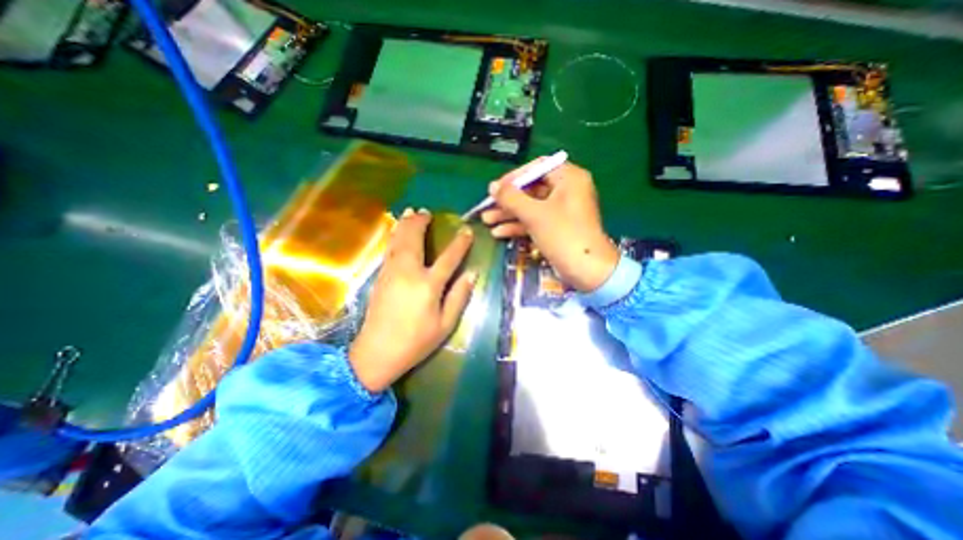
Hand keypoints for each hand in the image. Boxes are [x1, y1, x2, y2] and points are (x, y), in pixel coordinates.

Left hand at [350, 209, 477, 391]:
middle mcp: (409, 272)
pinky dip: (394, 236)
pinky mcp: (380, 277)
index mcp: (428, 285)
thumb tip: (472, 274)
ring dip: (405, 224)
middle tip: (426, 212)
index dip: (460, 243)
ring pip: (398, 240)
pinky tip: (396, 232)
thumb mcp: (445, 324)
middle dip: (421, 223)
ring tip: (410, 212)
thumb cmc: (416, 341)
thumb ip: (459, 297)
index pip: (449, 258)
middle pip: (415, 240)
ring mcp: (391, 272)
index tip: (467, 231)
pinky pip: (389, 249)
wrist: (376, 353)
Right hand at [480, 159, 615, 293]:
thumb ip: (511, 198)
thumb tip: (492, 186)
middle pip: (531, 189)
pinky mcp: (558, 228)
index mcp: (569, 178)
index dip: (514, 177)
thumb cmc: (563, 235)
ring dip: (509, 214)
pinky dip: (519, 225)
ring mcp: (562, 211)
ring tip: (487, 221)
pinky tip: (499, 232)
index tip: (496, 188)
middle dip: (508, 201)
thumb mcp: (534, 214)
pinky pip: (536, 221)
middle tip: (487, 206)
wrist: (587, 271)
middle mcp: (567, 191)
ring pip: (531, 207)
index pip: (537, 168)